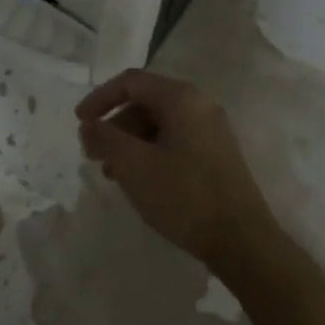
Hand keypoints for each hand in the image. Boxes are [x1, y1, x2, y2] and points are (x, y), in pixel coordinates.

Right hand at [75, 69, 275, 266]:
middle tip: (94, 154)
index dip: (99, 98)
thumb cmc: (184, 196)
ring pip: (159, 124)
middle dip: (114, 125)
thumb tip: (89, 125)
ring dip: (130, 142)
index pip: (130, 82)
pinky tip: (140, 181)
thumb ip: (104, 138)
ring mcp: (212, 130)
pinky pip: (175, 140)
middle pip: (145, 102)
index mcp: (181, 98)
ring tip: (113, 173)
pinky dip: (151, 152)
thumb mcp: (133, 165)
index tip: (80, 123)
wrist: (244, 242)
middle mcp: (199, 105)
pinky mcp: (217, 154)